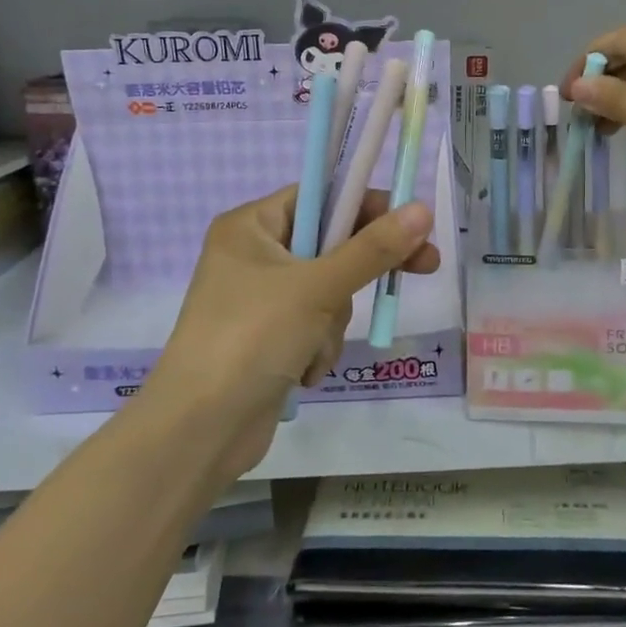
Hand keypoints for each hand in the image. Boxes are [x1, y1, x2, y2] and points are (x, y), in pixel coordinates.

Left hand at [139, 188, 438, 483]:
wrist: (200, 430)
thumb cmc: (252, 338)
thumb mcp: (318, 288)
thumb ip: (373, 249)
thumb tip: (423, 209)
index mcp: (250, 226)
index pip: (321, 196)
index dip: (368, 206)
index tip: (412, 222)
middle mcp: (253, 255)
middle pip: (330, 245)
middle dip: (358, 273)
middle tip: (425, 267)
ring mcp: (260, 300)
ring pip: (329, 291)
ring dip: (332, 322)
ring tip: (312, 348)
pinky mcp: (269, 338)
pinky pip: (315, 325)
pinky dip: (318, 347)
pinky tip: (302, 371)